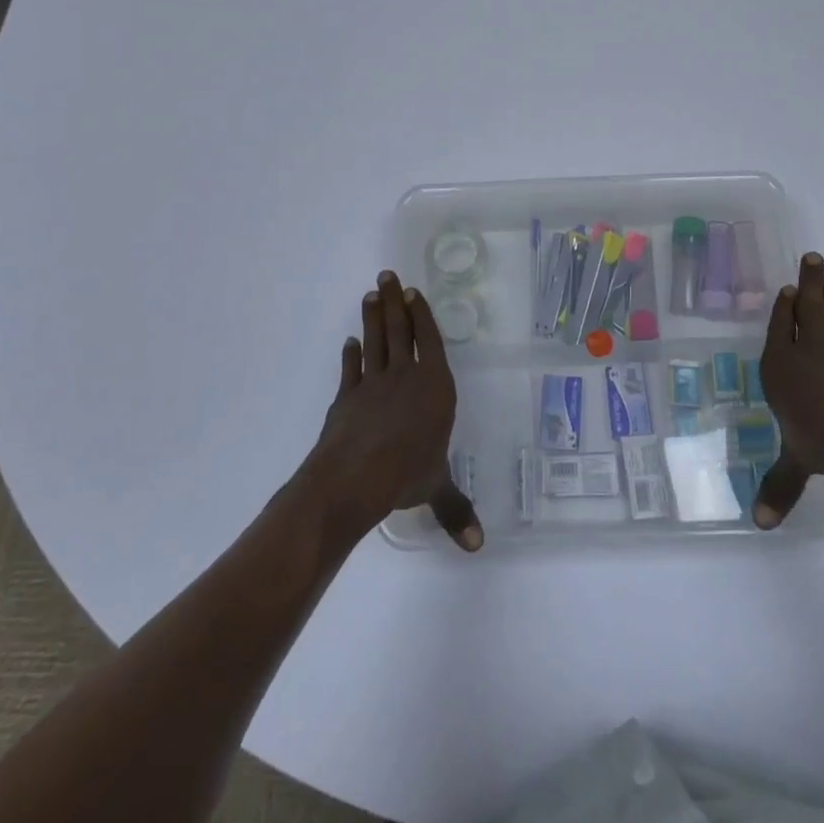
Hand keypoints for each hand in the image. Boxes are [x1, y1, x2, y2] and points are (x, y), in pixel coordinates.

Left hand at [302, 271, 482, 551]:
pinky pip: (351, 369)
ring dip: (372, 317)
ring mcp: (372, 384)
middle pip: (401, 331)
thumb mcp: (436, 488)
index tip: (413, 293)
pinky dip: (350, 354)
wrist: (353, 477)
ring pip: (375, 341)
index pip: (431, 342)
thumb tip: (477, 546)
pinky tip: (350, 342)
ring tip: (370, 293)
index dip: (422, 316)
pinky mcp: (346, 398)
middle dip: (395, 302)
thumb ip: (456, 510)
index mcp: (434, 388)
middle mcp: (406, 377)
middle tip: (387, 276)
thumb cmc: (406, 474)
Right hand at [752, 253, 823, 528]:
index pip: (779, 330)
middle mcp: (811, 352)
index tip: (788, 288)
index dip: (783, 309)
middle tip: (813, 257)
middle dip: (809, 285)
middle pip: (808, 311)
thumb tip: (759, 525)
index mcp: (783, 367)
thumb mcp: (797, 463)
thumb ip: (779, 487)